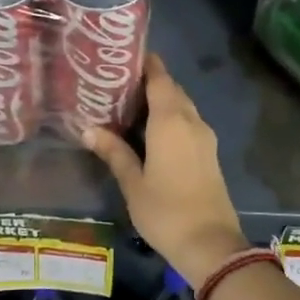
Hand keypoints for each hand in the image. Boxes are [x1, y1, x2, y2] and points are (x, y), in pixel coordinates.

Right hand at [83, 54, 249, 284]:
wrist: (211, 244)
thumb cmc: (166, 211)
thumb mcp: (133, 183)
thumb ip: (114, 152)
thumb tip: (88, 129)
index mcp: (171, 121)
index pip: (160, 78)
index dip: (146, 63)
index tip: (125, 55)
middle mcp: (191, 121)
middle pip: (172, 90)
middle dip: (149, 81)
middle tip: (118, 81)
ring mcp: (204, 137)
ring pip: (182, 106)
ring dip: (161, 100)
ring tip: (129, 103)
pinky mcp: (209, 153)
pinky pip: (188, 122)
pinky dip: (170, 117)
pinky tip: (150, 130)